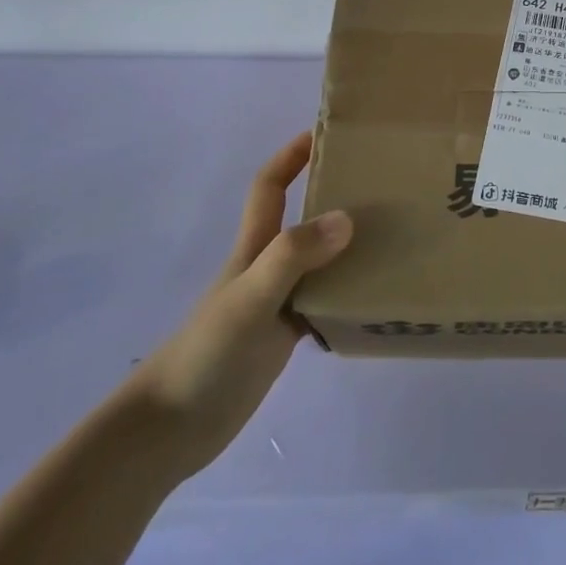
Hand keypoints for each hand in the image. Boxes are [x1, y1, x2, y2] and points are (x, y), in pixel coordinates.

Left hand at [127, 134, 351, 478]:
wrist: (170, 430)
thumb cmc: (206, 352)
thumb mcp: (251, 297)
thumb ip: (294, 256)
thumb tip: (347, 218)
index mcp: (254, 247)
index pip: (271, 186)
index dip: (292, 155)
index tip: (327, 134)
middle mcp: (268, 267)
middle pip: (302, 218)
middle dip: (334, 194)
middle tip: (382, 185)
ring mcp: (275, 302)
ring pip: (319, 261)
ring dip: (349, 246)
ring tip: (395, 236)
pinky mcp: (283, 337)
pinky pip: (324, 302)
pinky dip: (348, 294)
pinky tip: (377, 298)